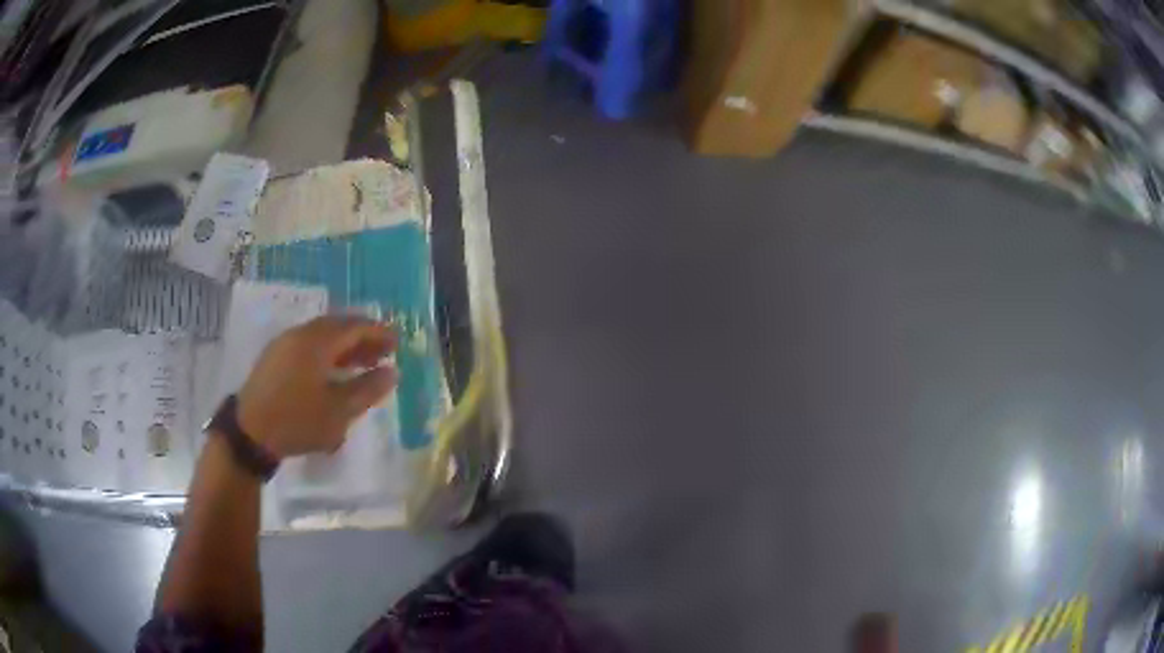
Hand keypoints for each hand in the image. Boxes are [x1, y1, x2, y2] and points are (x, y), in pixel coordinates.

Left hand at [237, 316, 396, 458]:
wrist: (250, 432)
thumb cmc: (298, 420)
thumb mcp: (339, 411)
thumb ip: (368, 389)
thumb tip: (392, 372)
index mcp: (318, 341)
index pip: (355, 326)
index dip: (379, 332)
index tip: (397, 343)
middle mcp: (301, 334)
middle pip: (338, 326)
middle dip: (363, 338)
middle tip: (382, 353)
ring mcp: (285, 344)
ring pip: (321, 336)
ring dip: (344, 346)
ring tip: (361, 364)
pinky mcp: (275, 357)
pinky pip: (308, 344)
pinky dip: (327, 352)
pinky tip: (331, 372)